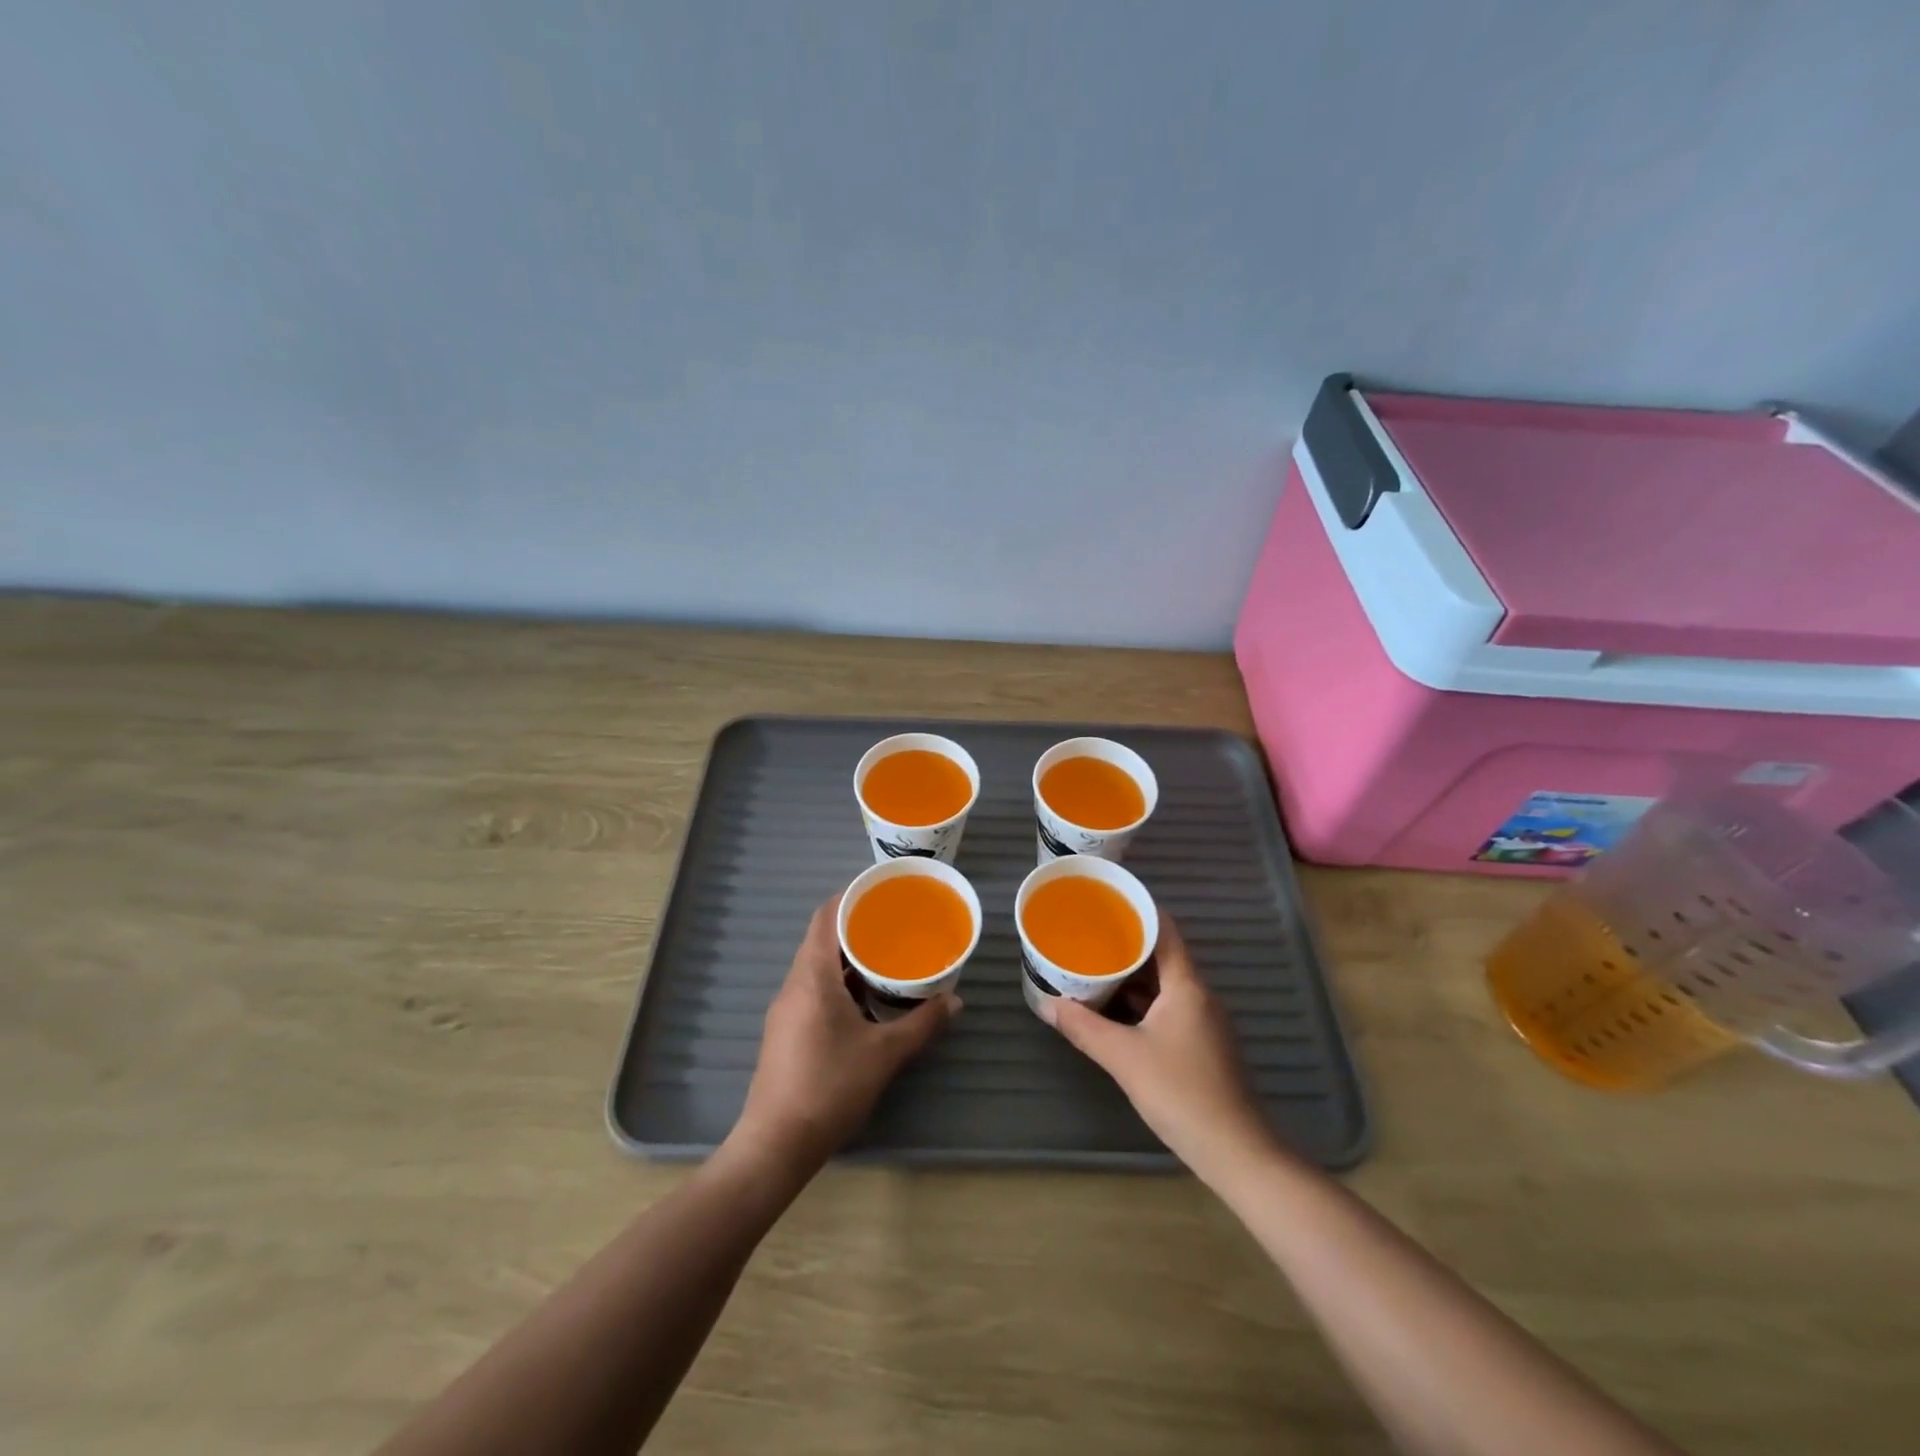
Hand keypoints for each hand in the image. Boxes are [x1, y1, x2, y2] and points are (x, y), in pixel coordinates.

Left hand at [732, 895, 958, 1171]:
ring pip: (818, 967)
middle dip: (857, 928)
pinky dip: (839, 983)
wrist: (776, 1144)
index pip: (826, 916)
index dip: (851, 897)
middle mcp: (794, 984)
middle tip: (895, 926)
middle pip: (823, 939)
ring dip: (849, 959)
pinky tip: (865, 1001)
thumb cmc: (830, 1087)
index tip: (882, 892)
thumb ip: (923, 1023)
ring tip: (886, 959)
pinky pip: (813, 989)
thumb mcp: (885, 1054)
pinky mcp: (785, 1031)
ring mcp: (785, 1009)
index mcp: (813, 976)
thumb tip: (955, 1001)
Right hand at [1045, 915, 1270, 1179]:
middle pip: (1161, 955)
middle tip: (1087, 935)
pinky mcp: (1200, 1045)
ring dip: (1131, 976)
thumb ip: (1084, 1028)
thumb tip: (1048, 1005)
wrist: (1236, 1153)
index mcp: (1186, 986)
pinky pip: (1167, 1007)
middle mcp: (1198, 995)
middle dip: (1125, 944)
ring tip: (1092, 967)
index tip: (1105, 902)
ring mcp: (1202, 1021)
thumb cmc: (1181, 1093)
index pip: (1165, 929)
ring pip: (1163, 984)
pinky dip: (1140, 1002)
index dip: (1137, 910)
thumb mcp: (1124, 1058)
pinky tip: (1113, 1010)